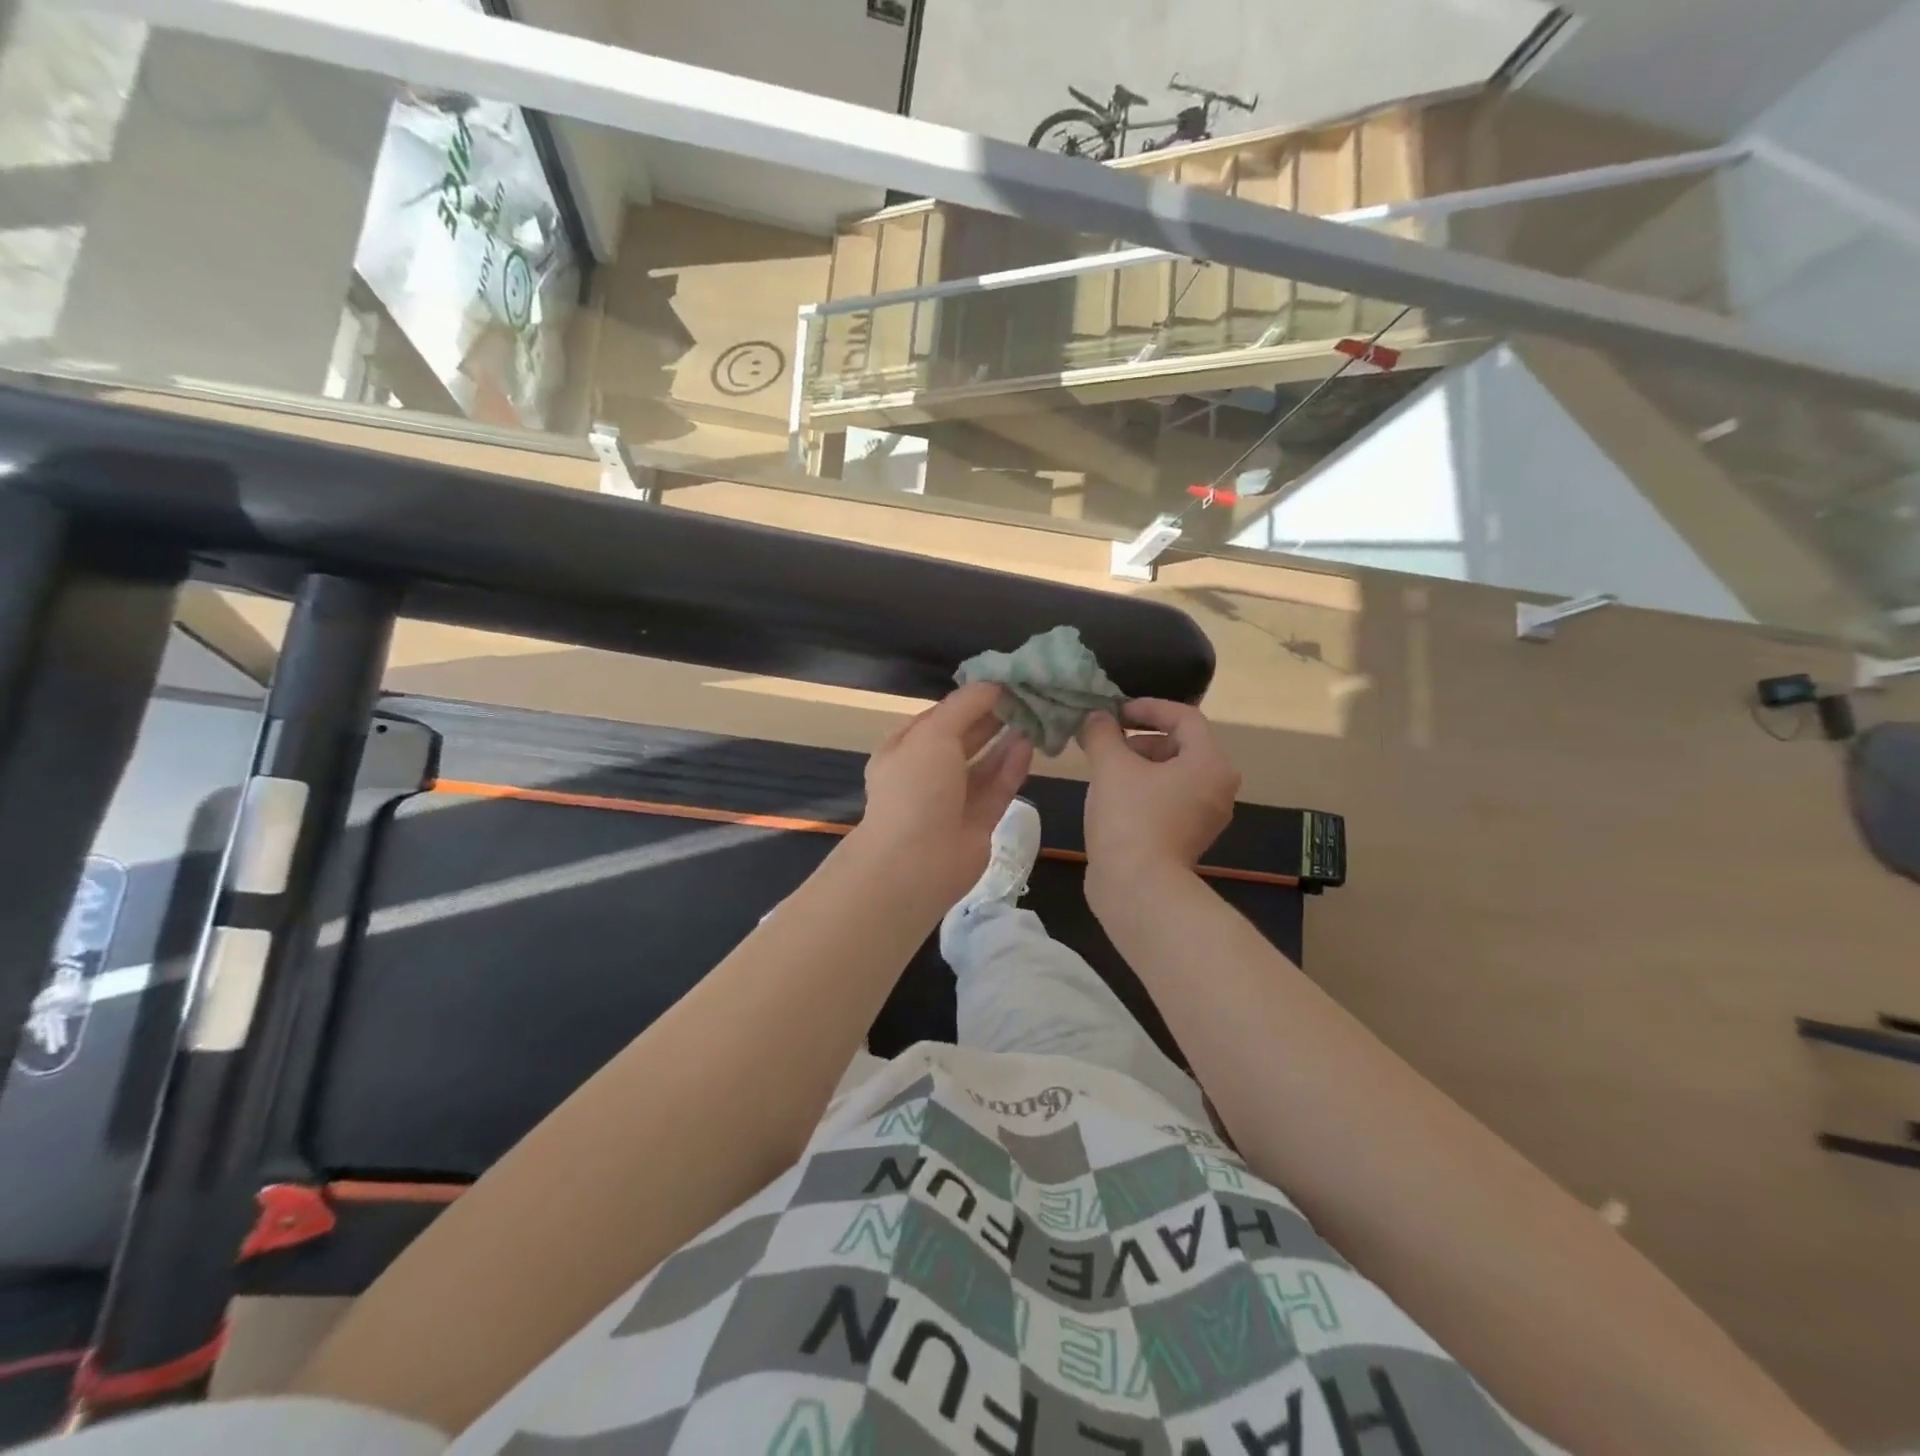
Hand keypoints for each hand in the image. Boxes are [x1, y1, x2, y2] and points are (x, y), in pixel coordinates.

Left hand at [854, 682, 1034, 904]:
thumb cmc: (916, 788)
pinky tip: (1030, 744)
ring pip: (983, 764)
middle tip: (1026, 695)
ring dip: (1005, 740)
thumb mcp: (933, 734)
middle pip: (963, 738)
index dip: (969, 698)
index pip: (940, 716)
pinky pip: (997, 788)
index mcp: (904, 749)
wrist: (915, 863)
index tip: (1003, 680)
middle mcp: (926, 773)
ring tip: (1034, 715)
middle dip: (991, 717)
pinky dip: (1012, 766)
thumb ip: (965, 706)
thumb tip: (993, 683)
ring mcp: (952, 800)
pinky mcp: (977, 822)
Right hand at [1079, 698, 1239, 891]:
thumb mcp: (1110, 766)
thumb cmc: (1130, 818)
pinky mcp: (1189, 838)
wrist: (1138, 888)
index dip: (1148, 707)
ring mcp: (1206, 816)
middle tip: (1105, 743)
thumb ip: (1102, 733)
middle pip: (1180, 745)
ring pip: (1172, 774)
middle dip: (1139, 739)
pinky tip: (1113, 798)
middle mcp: (1218, 787)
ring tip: (1103, 770)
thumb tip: (1096, 717)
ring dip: (1138, 765)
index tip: (1115, 712)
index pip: (1184, 717)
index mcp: (1210, 763)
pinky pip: (1168, 799)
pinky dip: (1144, 790)